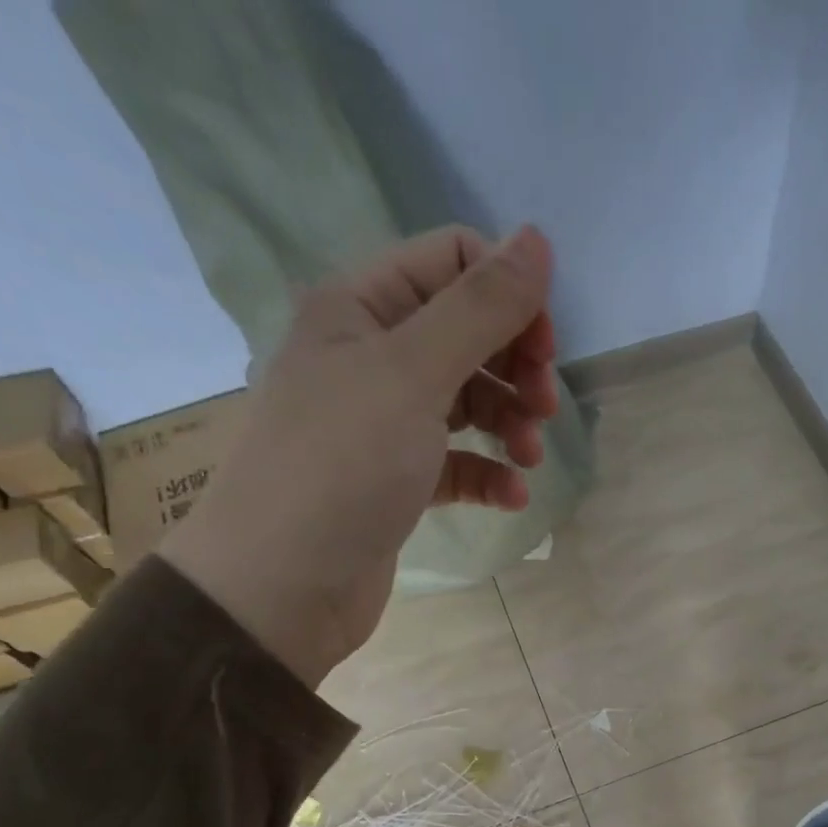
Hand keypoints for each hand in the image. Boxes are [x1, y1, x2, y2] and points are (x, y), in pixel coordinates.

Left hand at [159, 225, 558, 685]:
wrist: (282, 585)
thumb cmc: (341, 466)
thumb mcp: (412, 374)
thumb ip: (479, 310)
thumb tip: (538, 241)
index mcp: (361, 306)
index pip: (453, 264)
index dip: (508, 296)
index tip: (545, 348)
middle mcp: (370, 355)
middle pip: (467, 334)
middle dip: (515, 365)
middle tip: (544, 407)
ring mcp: (383, 422)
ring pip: (467, 402)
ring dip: (508, 424)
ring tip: (529, 460)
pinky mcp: (397, 481)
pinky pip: (457, 462)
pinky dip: (488, 475)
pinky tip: (511, 498)